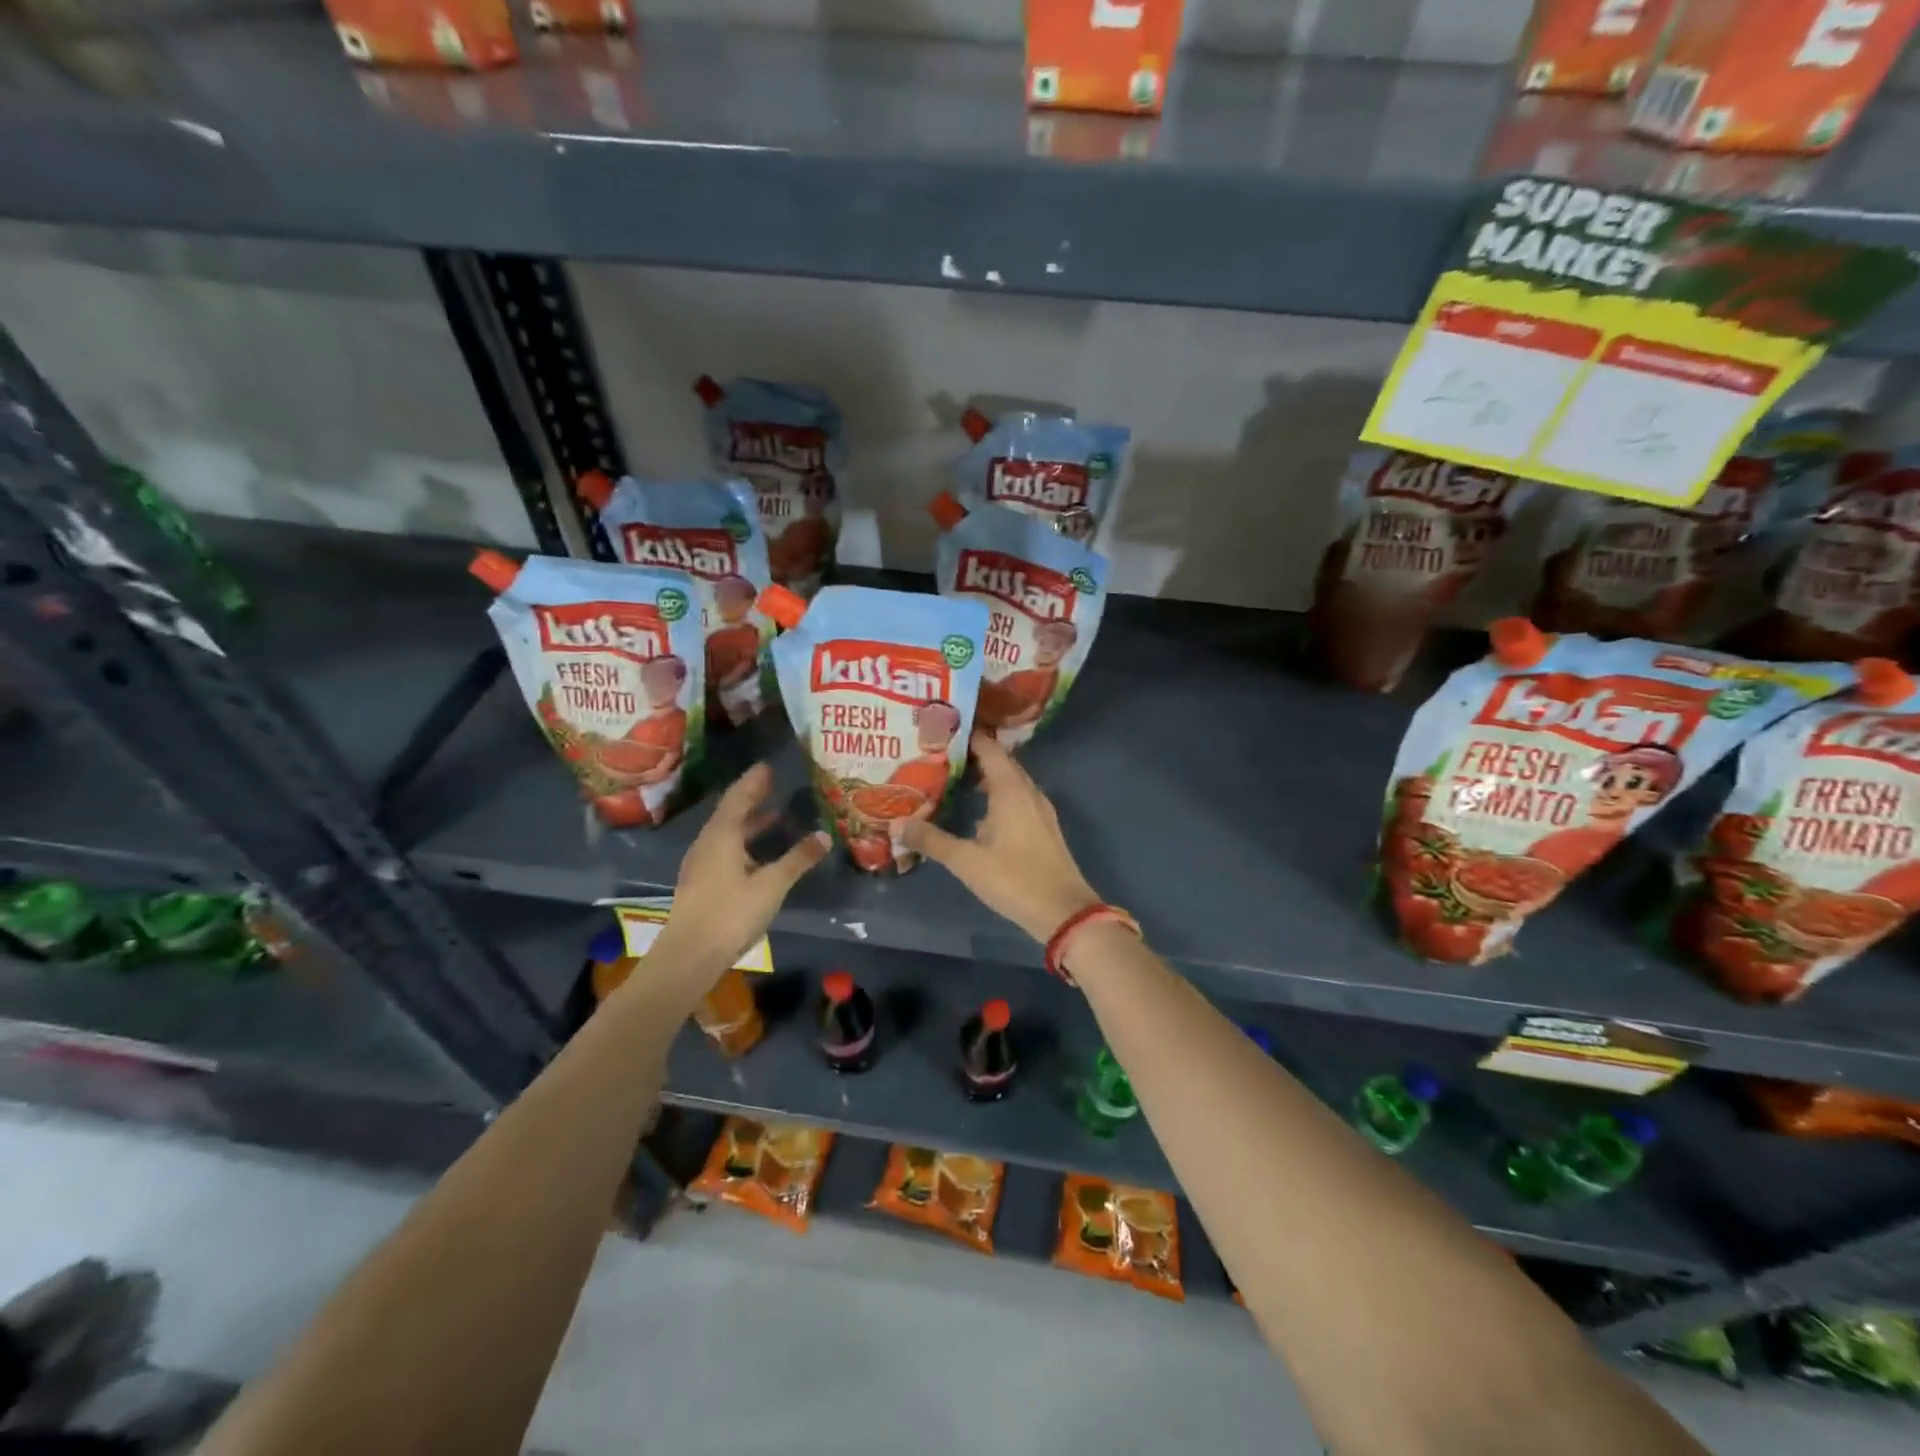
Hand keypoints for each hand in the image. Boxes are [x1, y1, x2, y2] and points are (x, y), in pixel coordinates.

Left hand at [648, 763, 828, 984]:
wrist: (688, 957)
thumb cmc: (730, 913)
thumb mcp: (771, 885)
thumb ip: (798, 859)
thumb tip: (824, 835)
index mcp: (721, 835)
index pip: (739, 797)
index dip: (754, 781)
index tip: (769, 766)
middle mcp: (708, 843)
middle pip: (731, 813)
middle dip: (753, 799)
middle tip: (775, 785)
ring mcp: (702, 864)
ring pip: (728, 834)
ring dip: (750, 823)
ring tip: (775, 816)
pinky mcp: (702, 883)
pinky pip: (726, 850)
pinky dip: (745, 843)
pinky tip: (761, 855)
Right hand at [900, 732, 1099, 942]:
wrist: (1064, 911)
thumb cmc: (1014, 879)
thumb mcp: (966, 861)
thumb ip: (931, 840)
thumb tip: (895, 823)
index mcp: (1011, 790)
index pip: (989, 748)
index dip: (966, 737)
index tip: (940, 733)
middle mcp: (1028, 791)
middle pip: (1000, 762)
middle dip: (972, 755)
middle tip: (939, 756)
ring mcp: (1040, 809)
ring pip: (1011, 781)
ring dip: (986, 777)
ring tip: (954, 780)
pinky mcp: (1044, 827)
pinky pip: (1018, 798)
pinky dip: (998, 795)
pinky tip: (979, 813)